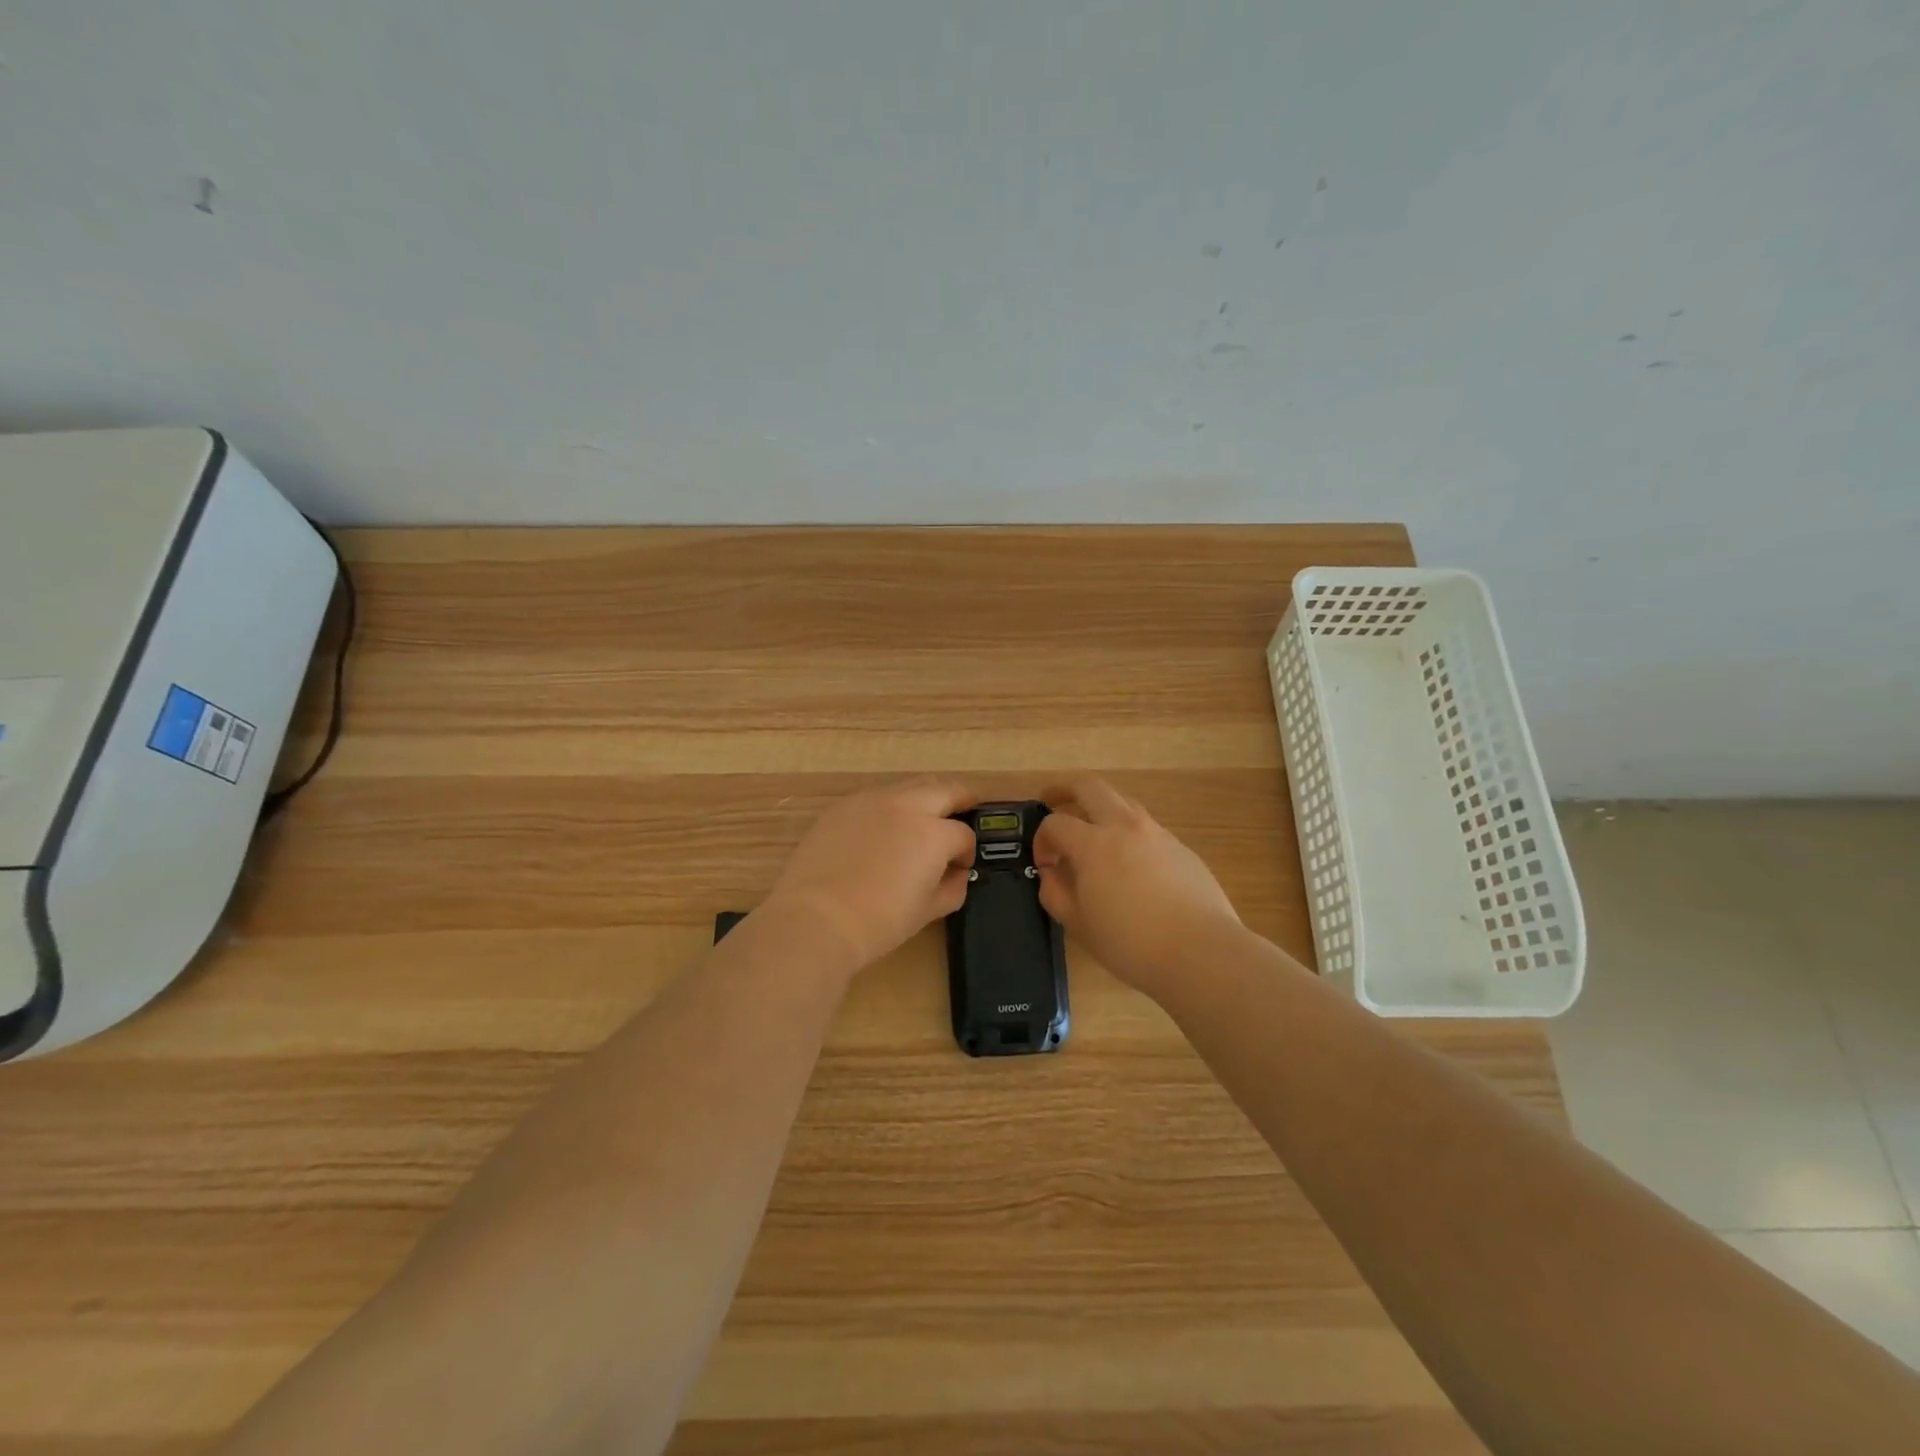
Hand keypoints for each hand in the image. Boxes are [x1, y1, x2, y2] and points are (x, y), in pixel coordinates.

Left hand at [761, 778, 978, 978]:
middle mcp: (906, 805)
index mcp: (933, 833)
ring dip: (924, 798)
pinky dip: (890, 807)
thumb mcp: (927, 911)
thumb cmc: (879, 922)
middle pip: (945, 790)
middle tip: (965, 811)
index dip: (966, 852)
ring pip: (910, 786)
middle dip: (960, 800)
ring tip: (923, 819)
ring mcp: (871, 800)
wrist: (817, 919)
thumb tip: (957, 874)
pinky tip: (883, 829)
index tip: (960, 866)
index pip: (963, 834)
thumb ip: (952, 887)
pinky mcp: (843, 806)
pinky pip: (876, 797)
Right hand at [1033, 775, 1240, 997]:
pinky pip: (1146, 828)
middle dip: (1064, 789)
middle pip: (1089, 786)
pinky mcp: (1182, 848)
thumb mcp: (1079, 924)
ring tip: (1092, 832)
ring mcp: (1158, 834)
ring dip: (1100, 808)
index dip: (1042, 840)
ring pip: (1122, 802)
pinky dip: (1128, 833)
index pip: (1055, 823)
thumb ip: (1055, 892)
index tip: (1045, 865)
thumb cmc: (1131, 943)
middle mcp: (1125, 826)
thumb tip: (1051, 873)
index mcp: (1094, 844)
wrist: (1202, 952)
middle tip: (1050, 800)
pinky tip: (1130, 865)